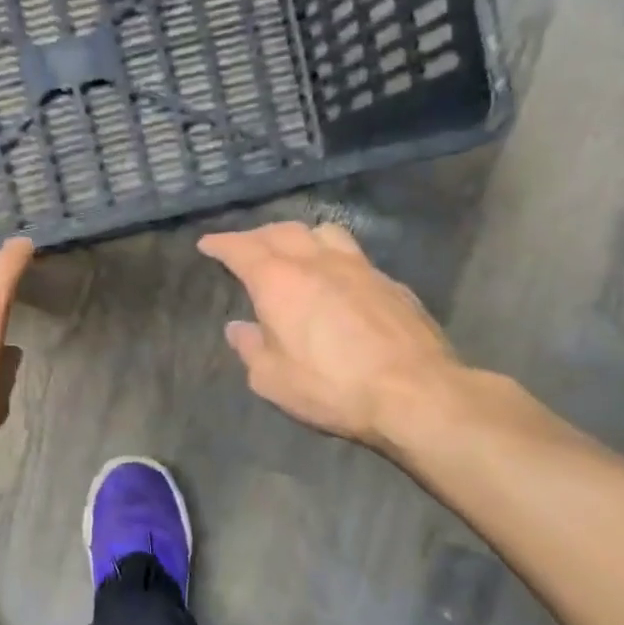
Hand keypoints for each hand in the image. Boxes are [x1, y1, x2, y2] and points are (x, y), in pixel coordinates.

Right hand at [198, 220, 461, 449]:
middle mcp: (317, 262)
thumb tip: (239, 328)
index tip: (207, 243)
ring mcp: (359, 268)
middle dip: (257, 236)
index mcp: (279, 281)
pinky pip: (353, 256)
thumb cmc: (331, 387)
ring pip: (323, 232)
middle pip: (281, 231)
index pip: (241, 249)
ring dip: (299, 236)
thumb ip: (250, 347)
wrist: (415, 393)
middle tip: (244, 247)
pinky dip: (332, 258)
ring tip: (293, 251)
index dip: (221, 243)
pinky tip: (336, 280)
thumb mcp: (271, 379)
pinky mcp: (391, 283)